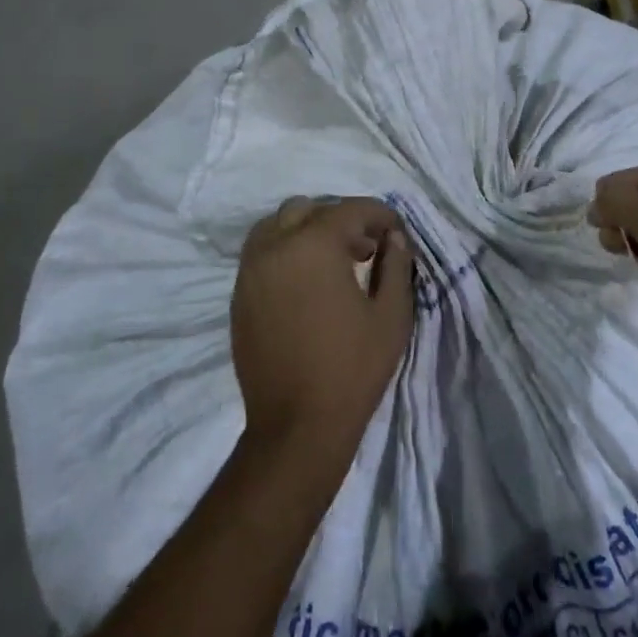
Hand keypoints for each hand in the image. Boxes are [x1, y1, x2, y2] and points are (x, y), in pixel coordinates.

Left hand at [231, 197, 415, 470]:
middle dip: (342, 220)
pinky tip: (307, 282)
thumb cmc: (352, 369)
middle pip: (310, 209)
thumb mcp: (391, 315)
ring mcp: (251, 269)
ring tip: (334, 261)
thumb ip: (396, 265)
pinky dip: (285, 250)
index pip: (351, 210)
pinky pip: (262, 252)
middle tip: (367, 249)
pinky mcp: (239, 294)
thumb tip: (394, 237)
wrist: (296, 427)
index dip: (381, 216)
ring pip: (278, 224)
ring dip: (308, 230)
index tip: (398, 233)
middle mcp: (276, 246)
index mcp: (314, 244)